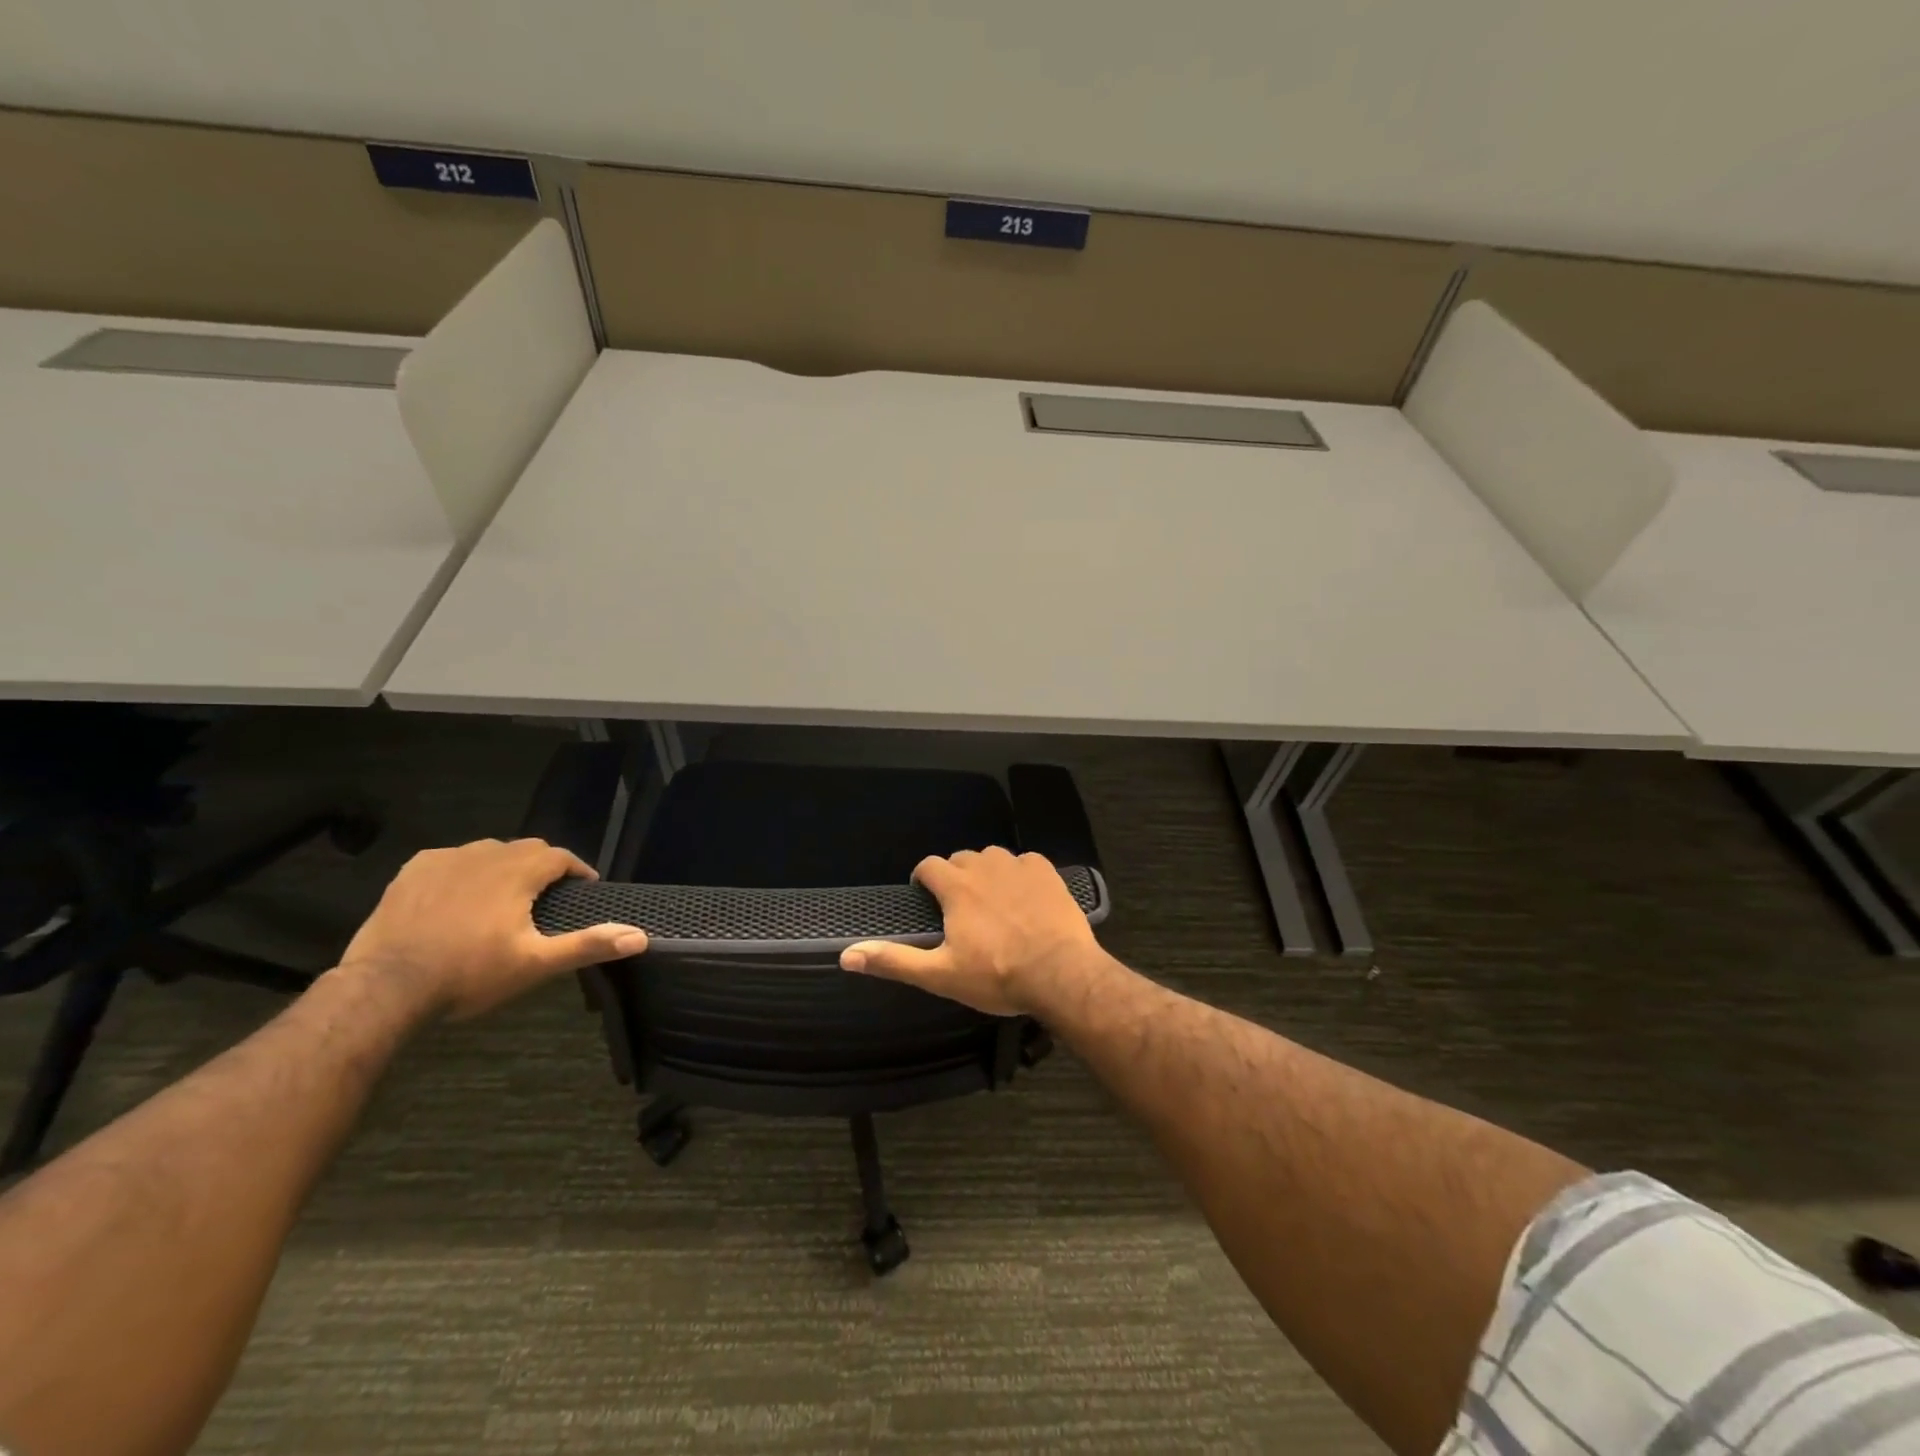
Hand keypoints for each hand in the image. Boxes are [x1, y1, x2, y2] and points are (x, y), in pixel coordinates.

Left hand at [339, 838, 647, 1020]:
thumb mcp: (535, 963)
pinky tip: (458, 895)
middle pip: (526, 848)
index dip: (577, 870)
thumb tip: (640, 936)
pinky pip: (450, 859)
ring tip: (504, 896)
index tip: (584, 890)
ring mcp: (445, 859)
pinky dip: (464, 870)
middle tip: (546, 897)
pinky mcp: (412, 871)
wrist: (385, 987)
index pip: (560, 856)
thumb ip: (588, 945)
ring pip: (488, 851)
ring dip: (504, 866)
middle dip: (542, 866)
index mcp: (519, 871)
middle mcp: (486, 853)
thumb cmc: (469, 973)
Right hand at [839, 846, 1103, 1015]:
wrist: (1061, 974)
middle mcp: (985, 866)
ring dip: (986, 872)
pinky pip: (1026, 861)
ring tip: (991, 900)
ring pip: (993, 857)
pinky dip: (1020, 873)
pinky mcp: (1047, 872)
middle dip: (955, 876)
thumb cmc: (997, 976)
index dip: (923, 878)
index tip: (925, 896)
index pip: (929, 866)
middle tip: (959, 907)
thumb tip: (847, 955)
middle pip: (961, 859)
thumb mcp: (940, 975)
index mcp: (956, 887)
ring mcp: (1018, 866)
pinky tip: (1025, 895)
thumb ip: (894, 960)